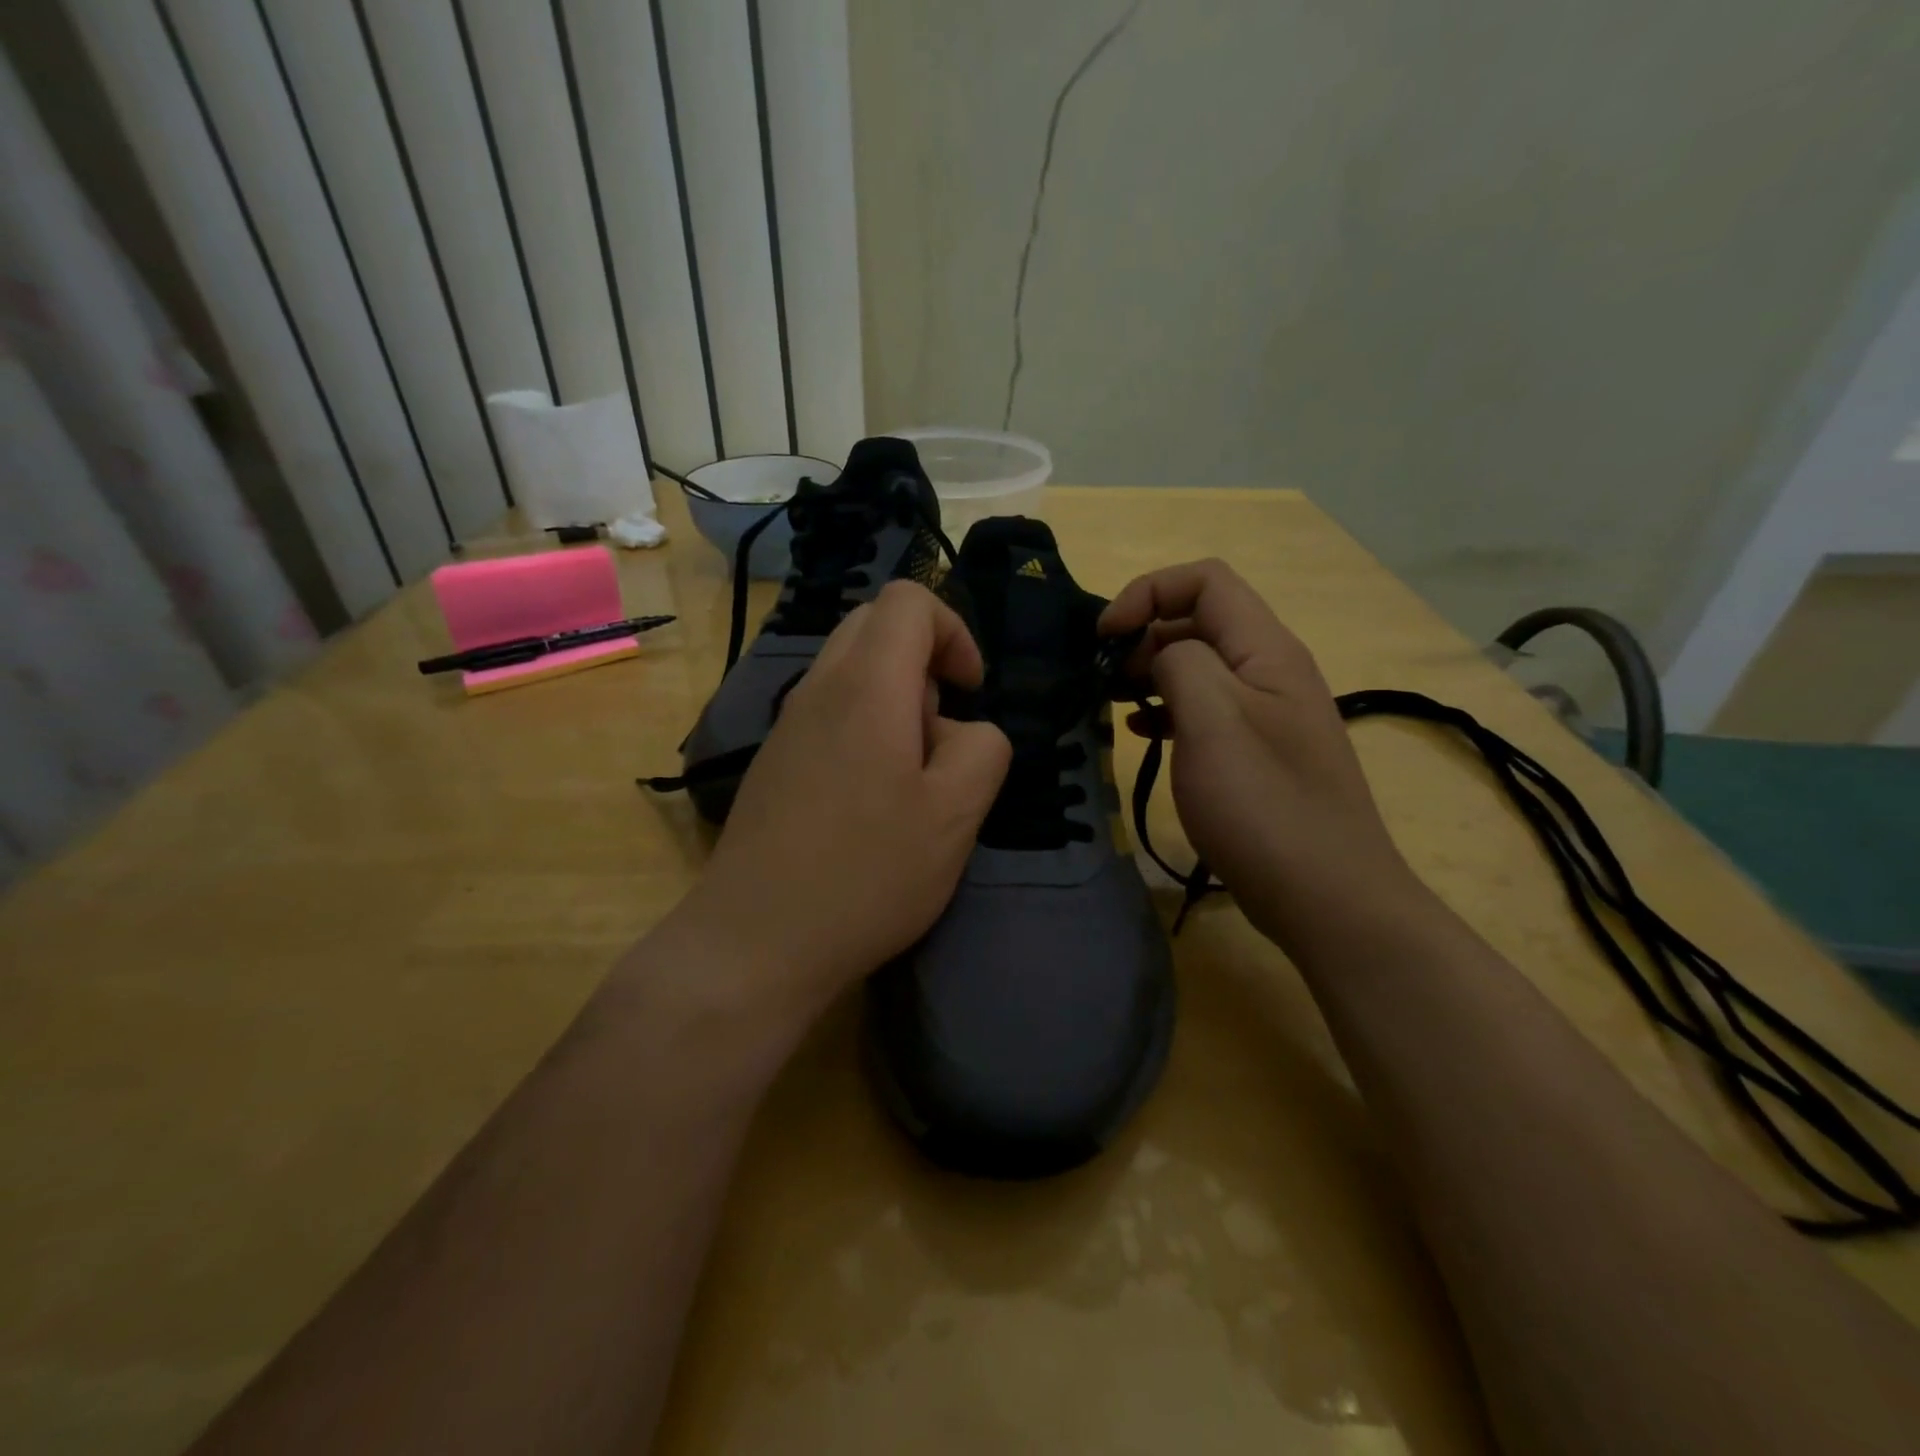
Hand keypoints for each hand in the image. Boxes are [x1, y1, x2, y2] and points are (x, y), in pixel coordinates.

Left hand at [672, 581, 1010, 1024]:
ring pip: (851, 671)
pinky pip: (829, 713)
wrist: (755, 940)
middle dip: (924, 661)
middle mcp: (818, 688)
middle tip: (939, 732)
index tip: (969, 692)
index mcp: (866, 686)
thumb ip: (982, 748)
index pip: (908, 601)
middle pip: (875, 626)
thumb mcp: (955, 814)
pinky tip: (870, 804)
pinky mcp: (775, 761)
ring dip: (895, 701)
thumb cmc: (866, 875)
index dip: (954, 632)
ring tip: (908, 778)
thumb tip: (962, 730)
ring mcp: (788, 725)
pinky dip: (864, 730)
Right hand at [1099, 559, 1419, 946]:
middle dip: (1144, 634)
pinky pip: (1206, 709)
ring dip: (1152, 673)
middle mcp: (1270, 671)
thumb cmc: (1263, 804)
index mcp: (1266, 650)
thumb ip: (1180, 664)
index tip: (1104, 637)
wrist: (1327, 897)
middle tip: (1105, 678)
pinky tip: (1143, 733)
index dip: (1148, 592)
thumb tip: (1161, 655)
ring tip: (1115, 703)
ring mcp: (1266, 715)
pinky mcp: (1257, 753)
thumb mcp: (1213, 720)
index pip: (1206, 581)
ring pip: (1200, 667)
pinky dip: (1168, 710)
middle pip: (1201, 620)